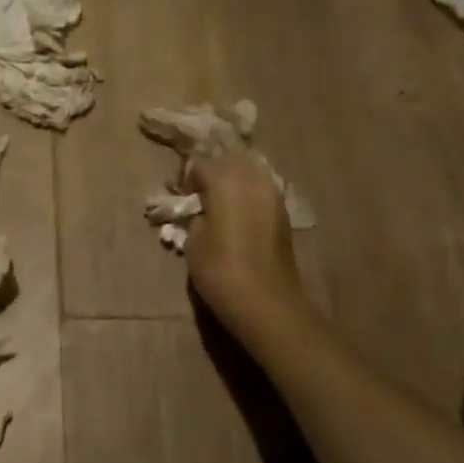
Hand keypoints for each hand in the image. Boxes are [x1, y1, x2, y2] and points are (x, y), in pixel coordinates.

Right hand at [182, 151, 307, 343]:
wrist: (266, 302)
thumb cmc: (220, 270)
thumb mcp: (193, 240)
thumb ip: (195, 213)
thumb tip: (200, 207)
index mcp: (226, 181)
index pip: (200, 162)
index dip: (187, 177)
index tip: (180, 197)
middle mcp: (253, 179)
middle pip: (228, 161)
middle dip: (212, 173)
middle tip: (198, 196)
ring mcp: (273, 194)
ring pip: (248, 172)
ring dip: (232, 181)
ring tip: (218, 203)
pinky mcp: (283, 211)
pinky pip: (261, 189)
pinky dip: (247, 194)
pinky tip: (237, 213)